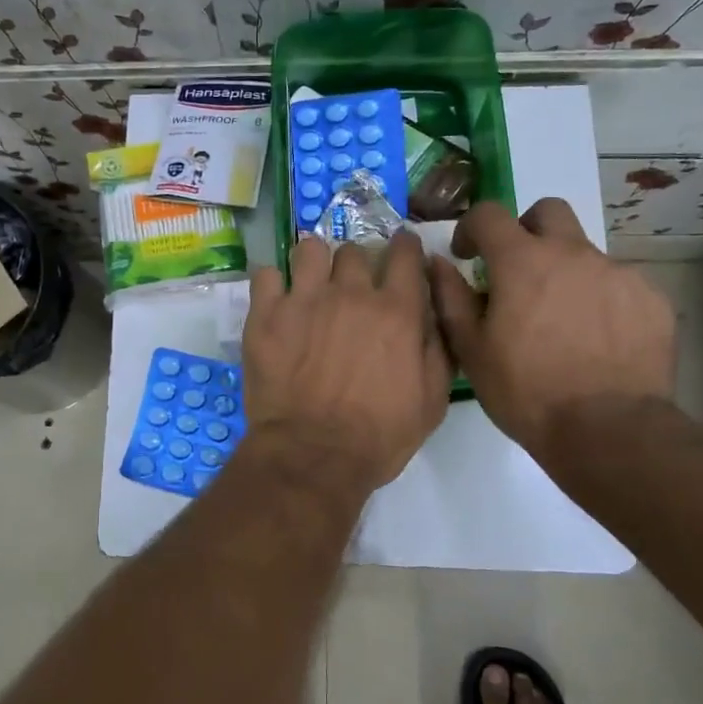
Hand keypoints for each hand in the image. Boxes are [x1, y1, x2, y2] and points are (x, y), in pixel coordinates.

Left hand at [244, 232, 451, 493]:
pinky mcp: (265, 315)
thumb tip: (433, 307)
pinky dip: (272, 283)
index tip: (400, 250)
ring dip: (314, 262)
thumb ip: (437, 346)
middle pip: (353, 250)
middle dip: (356, 263)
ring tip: (311, 283)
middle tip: (350, 286)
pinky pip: (265, 275)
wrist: (313, 456)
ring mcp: (304, 300)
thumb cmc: (379, 436)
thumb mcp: (432, 400)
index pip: (404, 253)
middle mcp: (350, 293)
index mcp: (396, 310)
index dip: (404, 247)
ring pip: (309, 249)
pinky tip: (275, 299)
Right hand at [429, 199, 674, 449]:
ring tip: (560, 320)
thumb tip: (439, 263)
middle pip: (548, 211)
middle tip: (518, 270)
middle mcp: (573, 253)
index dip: (471, 227)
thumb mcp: (470, 349)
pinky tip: (596, 340)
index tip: (467, 255)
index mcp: (522, 261)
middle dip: (527, 229)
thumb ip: (450, 296)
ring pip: (585, 252)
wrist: (608, 431)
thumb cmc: (526, 391)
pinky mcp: (652, 299)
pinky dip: (600, 300)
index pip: (489, 213)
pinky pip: (618, 284)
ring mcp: (618, 273)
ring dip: (565, 271)